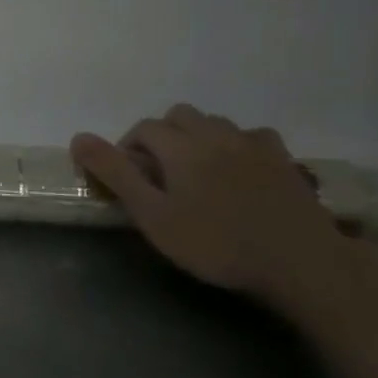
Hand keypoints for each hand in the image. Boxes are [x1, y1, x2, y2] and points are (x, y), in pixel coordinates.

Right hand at [69, 105, 349, 303]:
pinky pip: (251, 137)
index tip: (127, 181)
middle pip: (179, 115)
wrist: (299, 262)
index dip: (127, 149)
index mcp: (181, 146)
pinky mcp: (284, 161)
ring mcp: (254, 145)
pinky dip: (235, 145)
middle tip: (158, 174)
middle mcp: (216, 134)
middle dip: (161, 136)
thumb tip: (78, 138)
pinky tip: (237, 170)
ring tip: (194, 174)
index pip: (143, 129)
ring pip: (215, 123)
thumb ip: (115, 174)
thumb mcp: (152, 215)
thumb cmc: (215, 243)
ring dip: (197, 138)